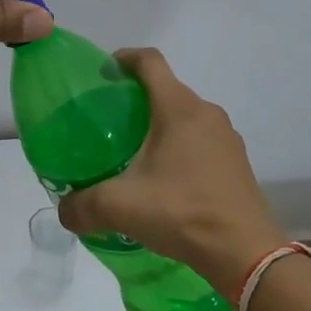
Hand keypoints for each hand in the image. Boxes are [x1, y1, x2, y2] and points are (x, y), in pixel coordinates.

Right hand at [58, 49, 286, 299]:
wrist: (245, 253)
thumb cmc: (182, 212)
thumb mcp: (120, 207)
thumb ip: (83, 205)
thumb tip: (65, 211)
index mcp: (178, 108)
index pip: (150, 62)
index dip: (125, 58)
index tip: (104, 71)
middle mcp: (206, 113)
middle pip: (167, 89)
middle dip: (137, 97)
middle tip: (110, 121)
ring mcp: (226, 137)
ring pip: (186, 116)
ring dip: (160, 124)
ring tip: (134, 151)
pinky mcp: (236, 162)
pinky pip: (201, 140)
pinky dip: (180, 146)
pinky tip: (165, 179)